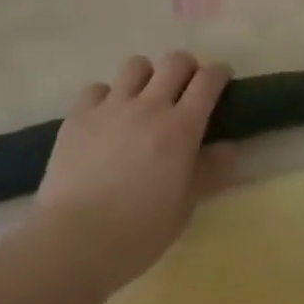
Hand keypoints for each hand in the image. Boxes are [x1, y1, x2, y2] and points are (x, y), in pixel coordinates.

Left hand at [34, 51, 233, 291]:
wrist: (74, 242)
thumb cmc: (137, 233)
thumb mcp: (184, 208)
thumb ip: (209, 172)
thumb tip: (229, 147)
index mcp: (180, 128)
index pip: (207, 81)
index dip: (219, 73)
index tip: (222, 79)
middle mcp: (149, 106)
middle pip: (175, 61)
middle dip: (187, 68)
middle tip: (185, 88)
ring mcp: (111, 107)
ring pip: (136, 65)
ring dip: (147, 77)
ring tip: (143, 99)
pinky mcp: (79, 115)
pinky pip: (97, 88)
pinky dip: (106, 97)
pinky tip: (105, 119)